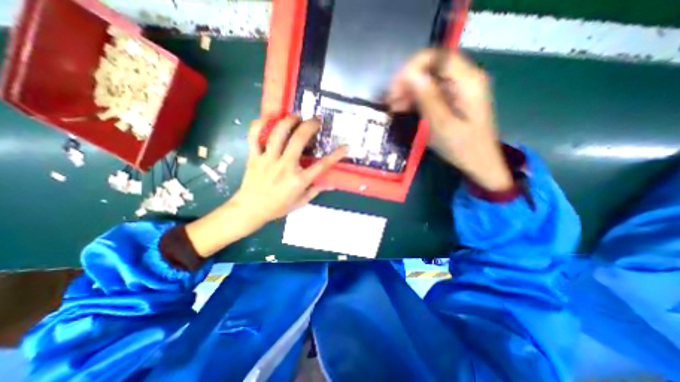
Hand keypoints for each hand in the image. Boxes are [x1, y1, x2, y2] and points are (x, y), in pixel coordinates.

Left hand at [233, 115, 346, 225]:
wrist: (250, 209)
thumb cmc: (278, 207)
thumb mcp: (300, 202)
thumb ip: (315, 190)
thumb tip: (330, 183)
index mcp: (298, 180)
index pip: (322, 165)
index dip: (335, 155)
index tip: (344, 147)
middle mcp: (285, 166)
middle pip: (299, 140)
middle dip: (310, 126)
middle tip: (316, 120)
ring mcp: (268, 160)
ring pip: (278, 134)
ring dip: (289, 121)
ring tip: (296, 116)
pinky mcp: (254, 157)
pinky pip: (254, 137)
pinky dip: (260, 124)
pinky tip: (269, 119)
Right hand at [388, 49, 508, 192]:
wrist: (478, 163)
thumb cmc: (462, 147)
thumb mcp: (442, 125)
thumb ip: (428, 98)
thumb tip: (409, 75)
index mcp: (467, 81)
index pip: (437, 57)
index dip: (412, 67)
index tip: (395, 87)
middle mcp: (463, 79)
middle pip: (431, 67)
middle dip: (407, 80)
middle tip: (390, 100)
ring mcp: (457, 90)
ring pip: (427, 79)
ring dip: (408, 90)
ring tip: (393, 106)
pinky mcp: (450, 100)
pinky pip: (429, 92)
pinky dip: (414, 98)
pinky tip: (402, 108)